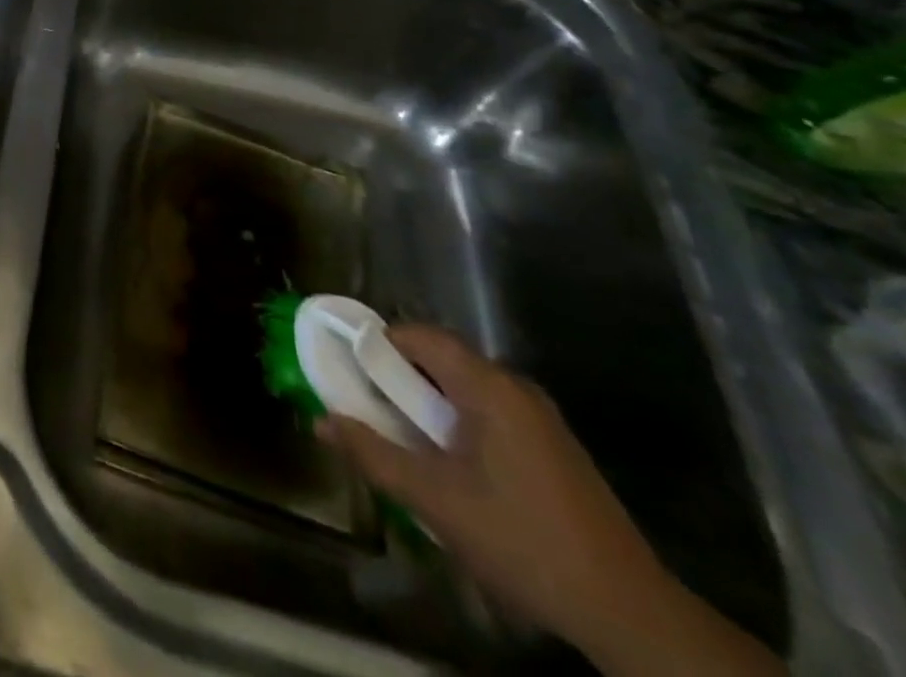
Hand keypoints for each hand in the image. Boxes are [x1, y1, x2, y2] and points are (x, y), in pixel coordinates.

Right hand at [319, 326, 667, 654]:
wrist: (629, 614)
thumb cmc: (521, 540)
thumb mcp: (433, 499)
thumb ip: (372, 453)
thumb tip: (320, 420)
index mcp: (489, 387)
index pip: (419, 336)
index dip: (377, 344)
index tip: (348, 370)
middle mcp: (516, 388)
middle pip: (441, 358)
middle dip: (398, 378)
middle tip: (369, 409)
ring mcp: (540, 419)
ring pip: (464, 388)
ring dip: (427, 404)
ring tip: (403, 440)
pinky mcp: (553, 448)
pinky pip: (488, 412)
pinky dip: (456, 423)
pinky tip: (450, 467)